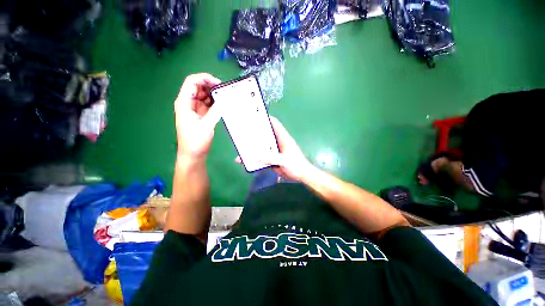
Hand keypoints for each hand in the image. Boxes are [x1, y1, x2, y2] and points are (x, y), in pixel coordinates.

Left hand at [175, 73, 221, 159]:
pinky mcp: (201, 115)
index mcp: (184, 103)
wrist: (193, 154)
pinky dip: (215, 102)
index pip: (192, 82)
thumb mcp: (206, 126)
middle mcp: (188, 103)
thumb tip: (227, 99)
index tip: (219, 83)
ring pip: (204, 95)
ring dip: (214, 94)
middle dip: (211, 86)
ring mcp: (195, 109)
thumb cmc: (196, 141)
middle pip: (198, 87)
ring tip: (226, 97)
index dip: (204, 78)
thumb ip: (216, 111)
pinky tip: (223, 104)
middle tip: (225, 91)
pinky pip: (208, 104)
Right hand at [236, 117, 313, 181]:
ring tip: (242, 147)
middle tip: (244, 131)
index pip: (276, 125)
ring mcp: (275, 152)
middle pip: (266, 135)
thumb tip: (257, 156)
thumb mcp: (285, 161)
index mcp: (284, 139)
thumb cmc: (297, 166)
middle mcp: (278, 143)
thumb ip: (272, 158)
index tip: (256, 116)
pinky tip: (248, 160)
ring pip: (263, 147)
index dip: (267, 119)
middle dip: (256, 133)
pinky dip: (256, 158)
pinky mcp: (273, 159)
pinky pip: (263, 157)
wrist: (301, 176)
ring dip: (254, 147)